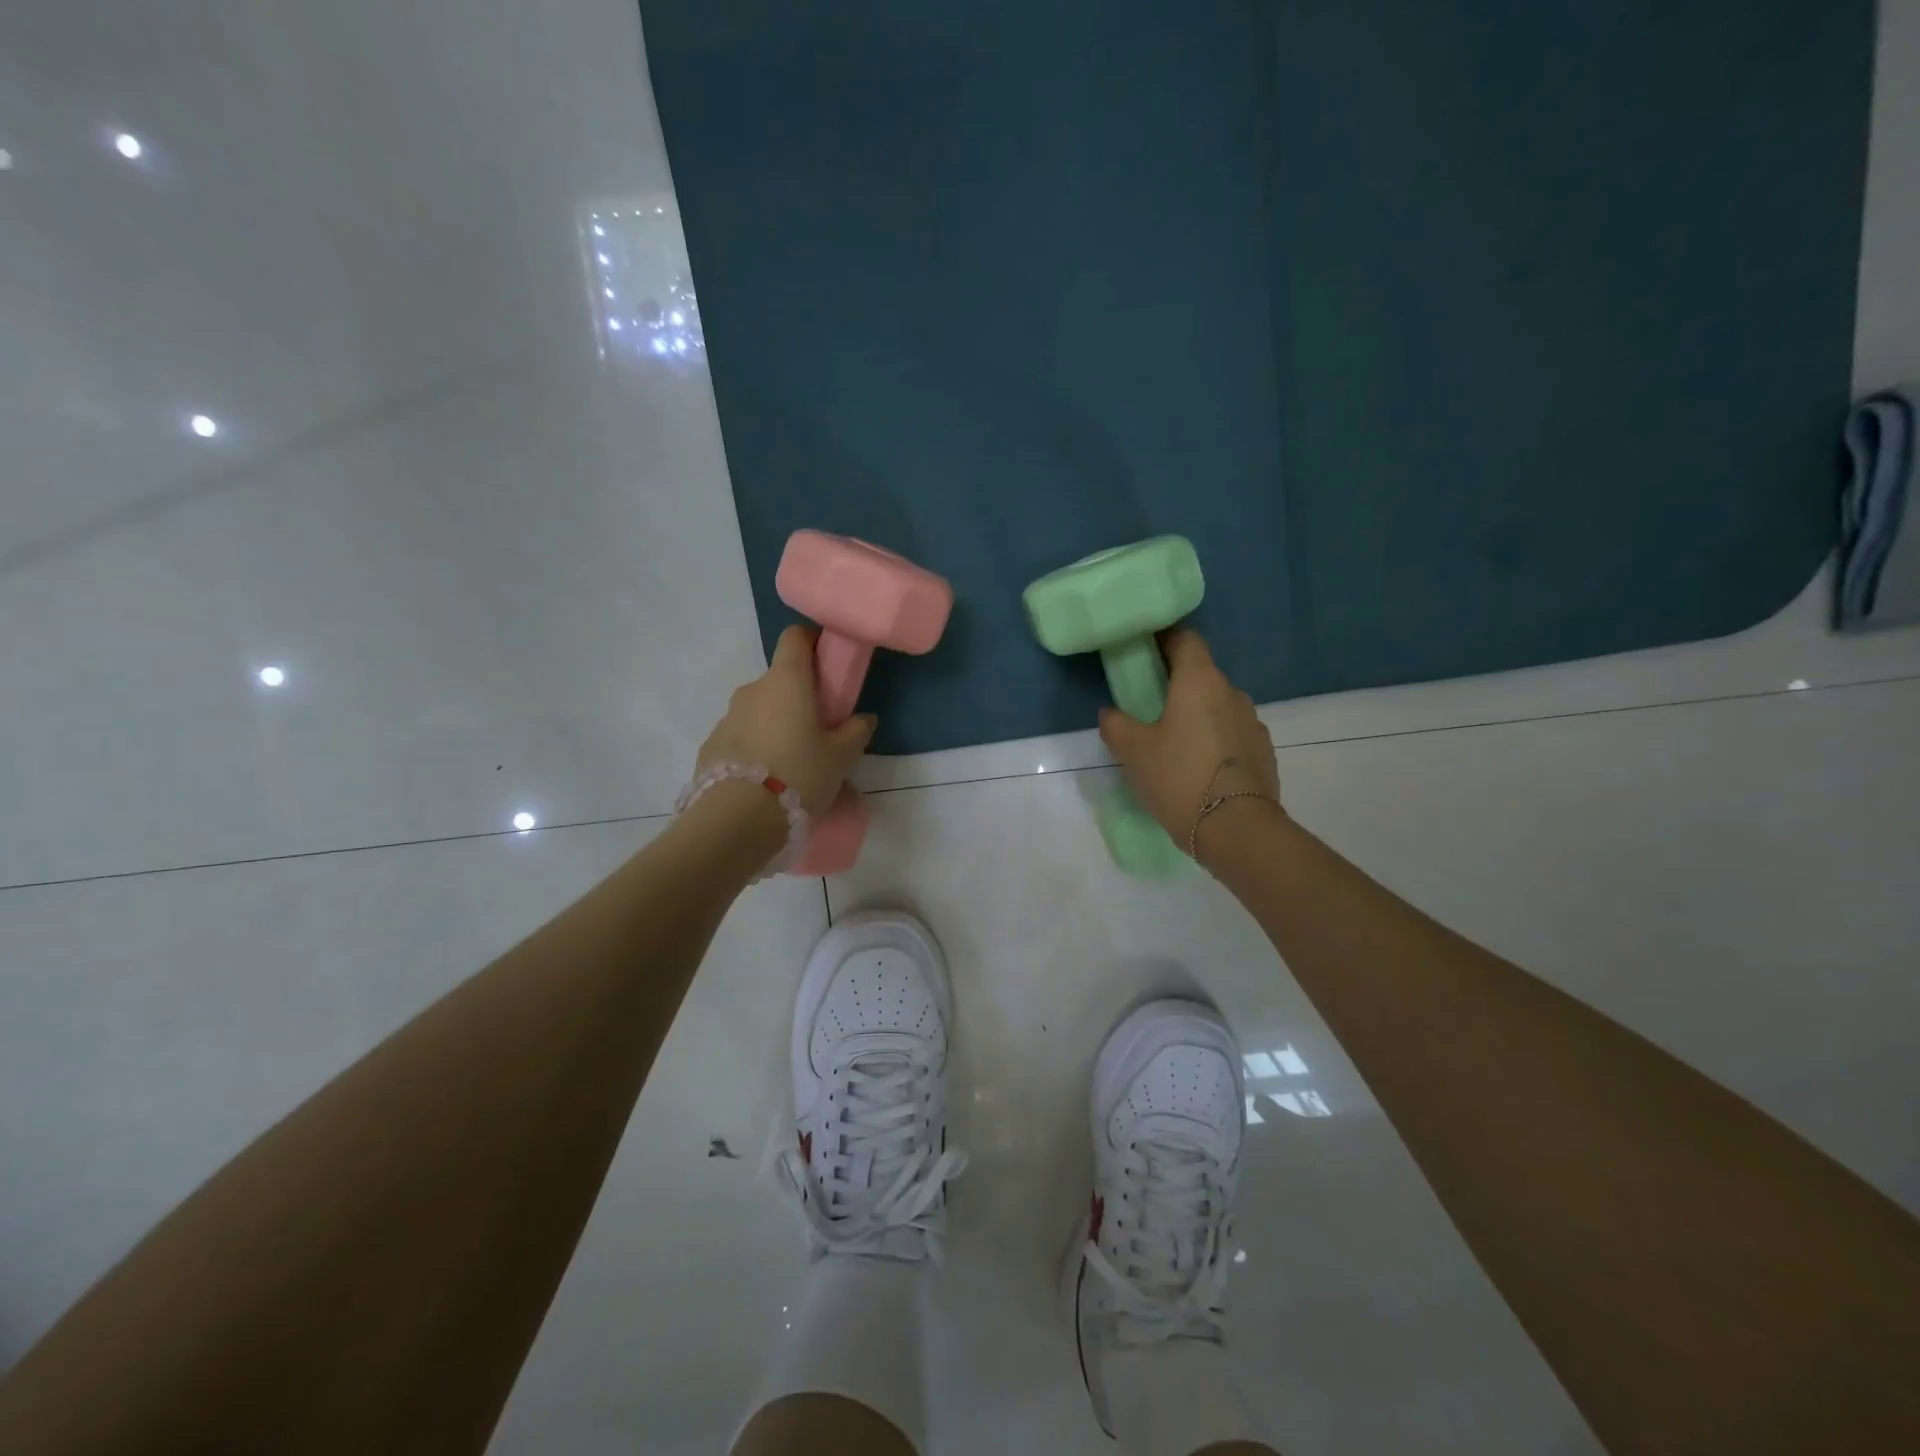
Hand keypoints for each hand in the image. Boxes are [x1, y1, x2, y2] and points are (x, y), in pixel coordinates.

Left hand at [696, 626, 877, 817]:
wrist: (737, 818)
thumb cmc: (799, 774)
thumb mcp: (840, 757)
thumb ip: (856, 731)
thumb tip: (864, 718)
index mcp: (787, 681)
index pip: (795, 637)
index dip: (811, 641)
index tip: (827, 661)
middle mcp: (753, 689)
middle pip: (779, 679)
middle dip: (799, 695)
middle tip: (819, 727)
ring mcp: (728, 716)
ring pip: (759, 709)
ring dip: (776, 723)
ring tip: (792, 760)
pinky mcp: (712, 744)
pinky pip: (741, 735)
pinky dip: (755, 746)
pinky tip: (767, 778)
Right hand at [1097, 629, 1279, 859]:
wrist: (1236, 828)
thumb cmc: (1178, 777)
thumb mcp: (1133, 751)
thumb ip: (1116, 725)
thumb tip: (1111, 713)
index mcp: (1200, 681)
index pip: (1186, 640)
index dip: (1165, 640)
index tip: (1146, 653)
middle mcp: (1232, 693)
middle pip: (1202, 675)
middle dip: (1178, 684)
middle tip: (1151, 706)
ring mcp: (1253, 722)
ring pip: (1219, 707)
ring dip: (1198, 715)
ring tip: (1175, 744)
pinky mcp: (1264, 751)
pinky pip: (1233, 734)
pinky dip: (1215, 741)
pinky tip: (1199, 768)